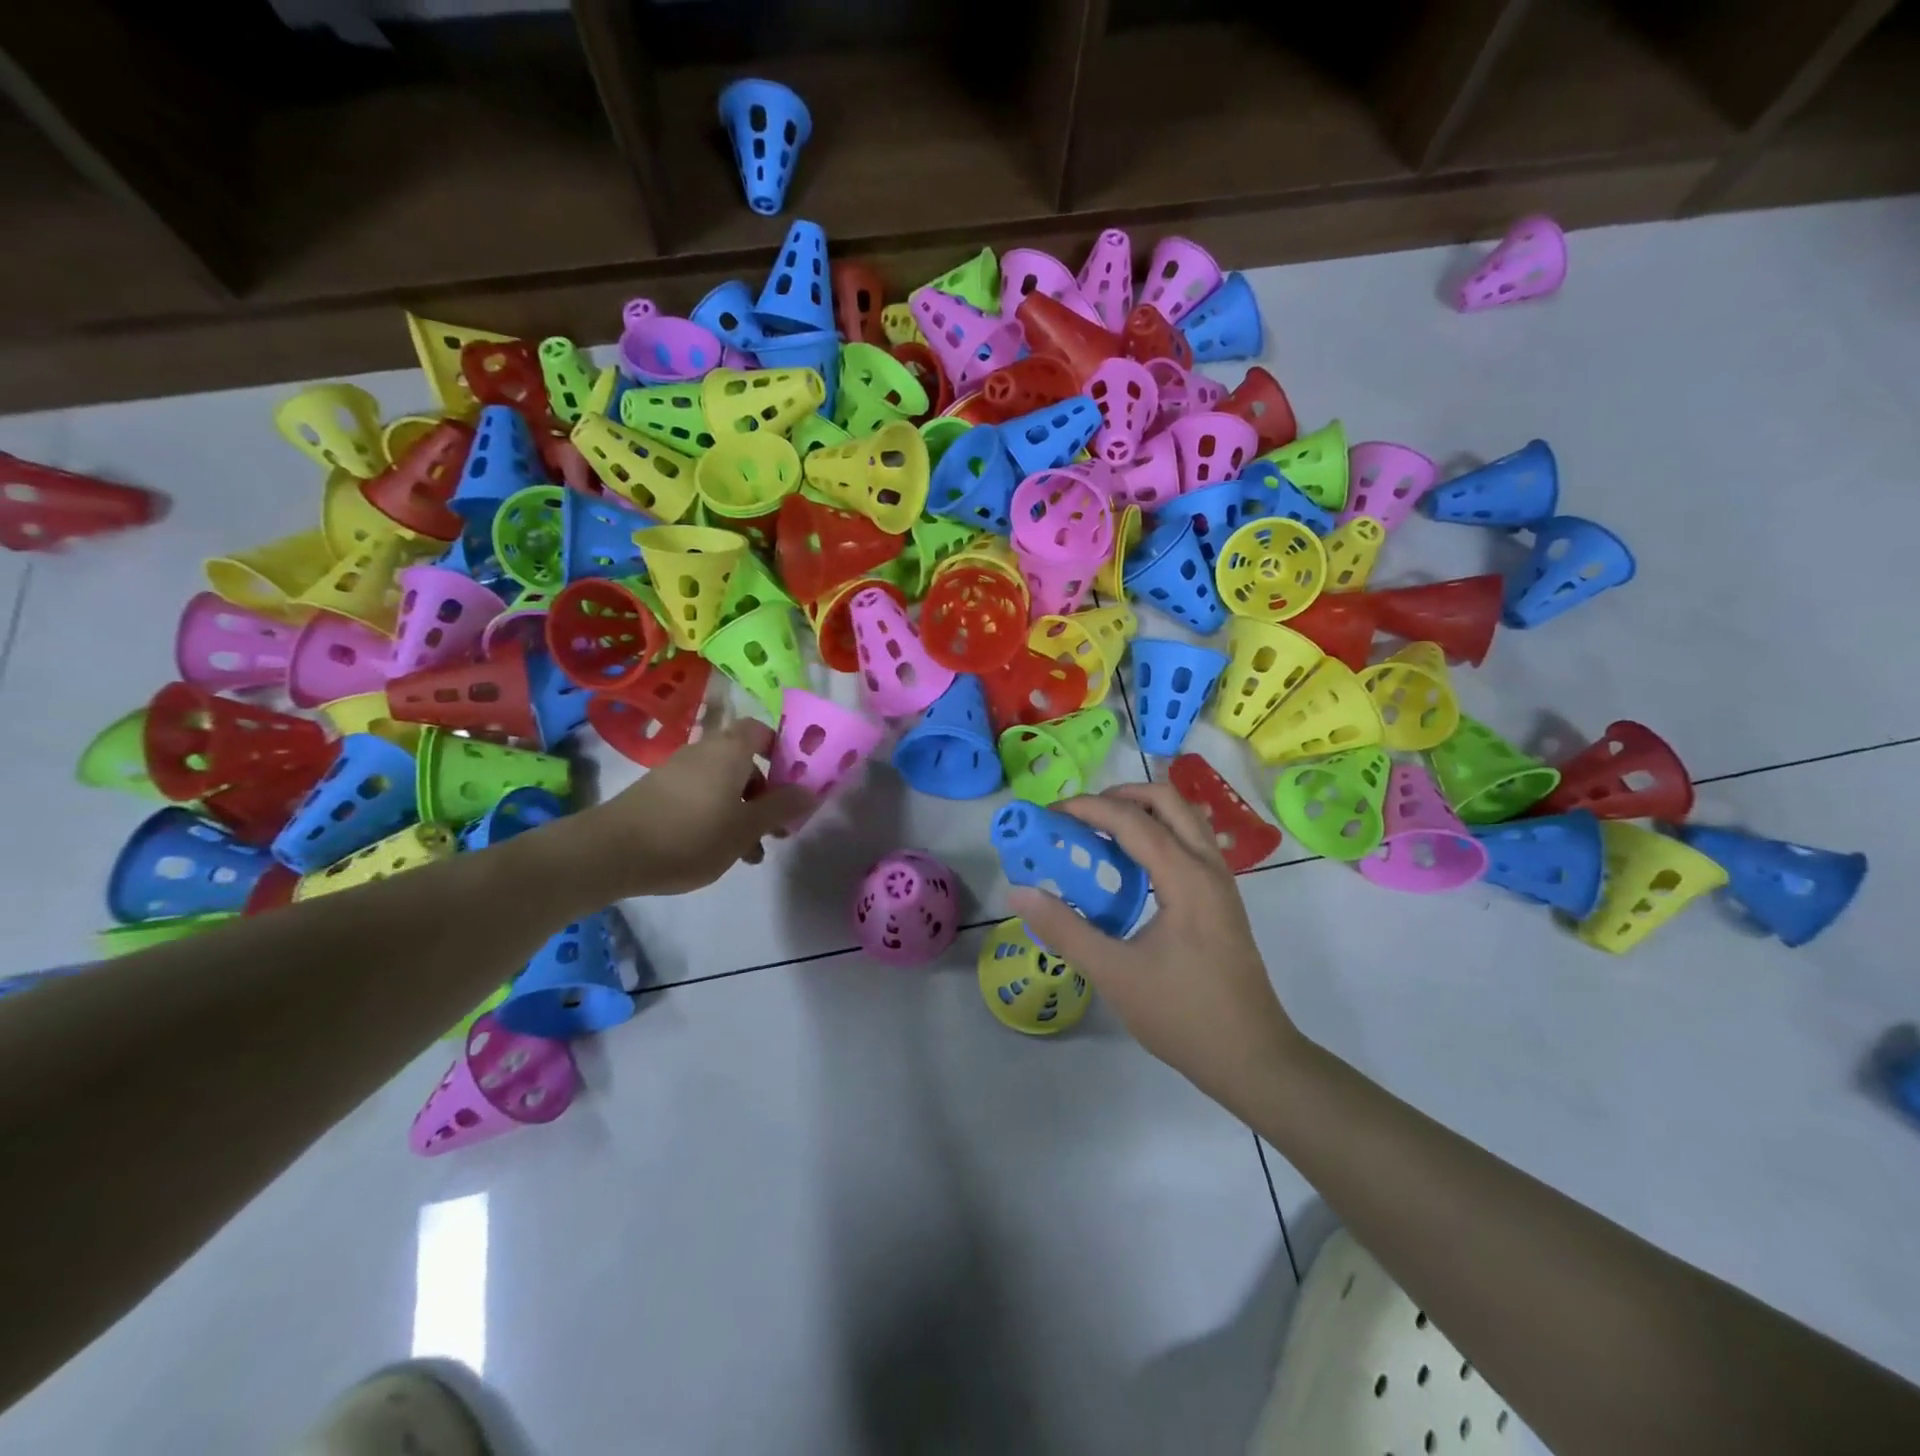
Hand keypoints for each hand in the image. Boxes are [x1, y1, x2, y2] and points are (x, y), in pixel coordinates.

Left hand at [574, 720, 814, 896]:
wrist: (611, 852)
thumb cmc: (691, 835)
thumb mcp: (746, 828)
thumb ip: (781, 808)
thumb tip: (809, 790)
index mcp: (730, 751)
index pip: (762, 731)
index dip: (782, 751)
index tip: (793, 783)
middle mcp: (704, 752)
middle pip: (745, 762)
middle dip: (765, 793)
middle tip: (776, 826)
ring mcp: (678, 771)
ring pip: (723, 784)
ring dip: (742, 811)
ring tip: (749, 853)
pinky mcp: (659, 792)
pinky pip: (701, 795)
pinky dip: (716, 815)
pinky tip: (717, 850)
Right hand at [1008, 783, 1299, 1107]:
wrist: (1252, 1057)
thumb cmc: (1183, 1015)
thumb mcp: (1114, 974)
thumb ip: (1065, 929)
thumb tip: (1019, 892)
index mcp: (1185, 877)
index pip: (1132, 820)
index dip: (1087, 808)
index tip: (1049, 815)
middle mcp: (1208, 866)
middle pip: (1167, 800)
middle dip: (1120, 796)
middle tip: (1080, 816)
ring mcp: (1221, 881)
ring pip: (1184, 818)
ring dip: (1142, 812)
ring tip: (1101, 833)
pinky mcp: (1222, 899)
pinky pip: (1190, 842)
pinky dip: (1158, 834)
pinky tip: (1131, 868)